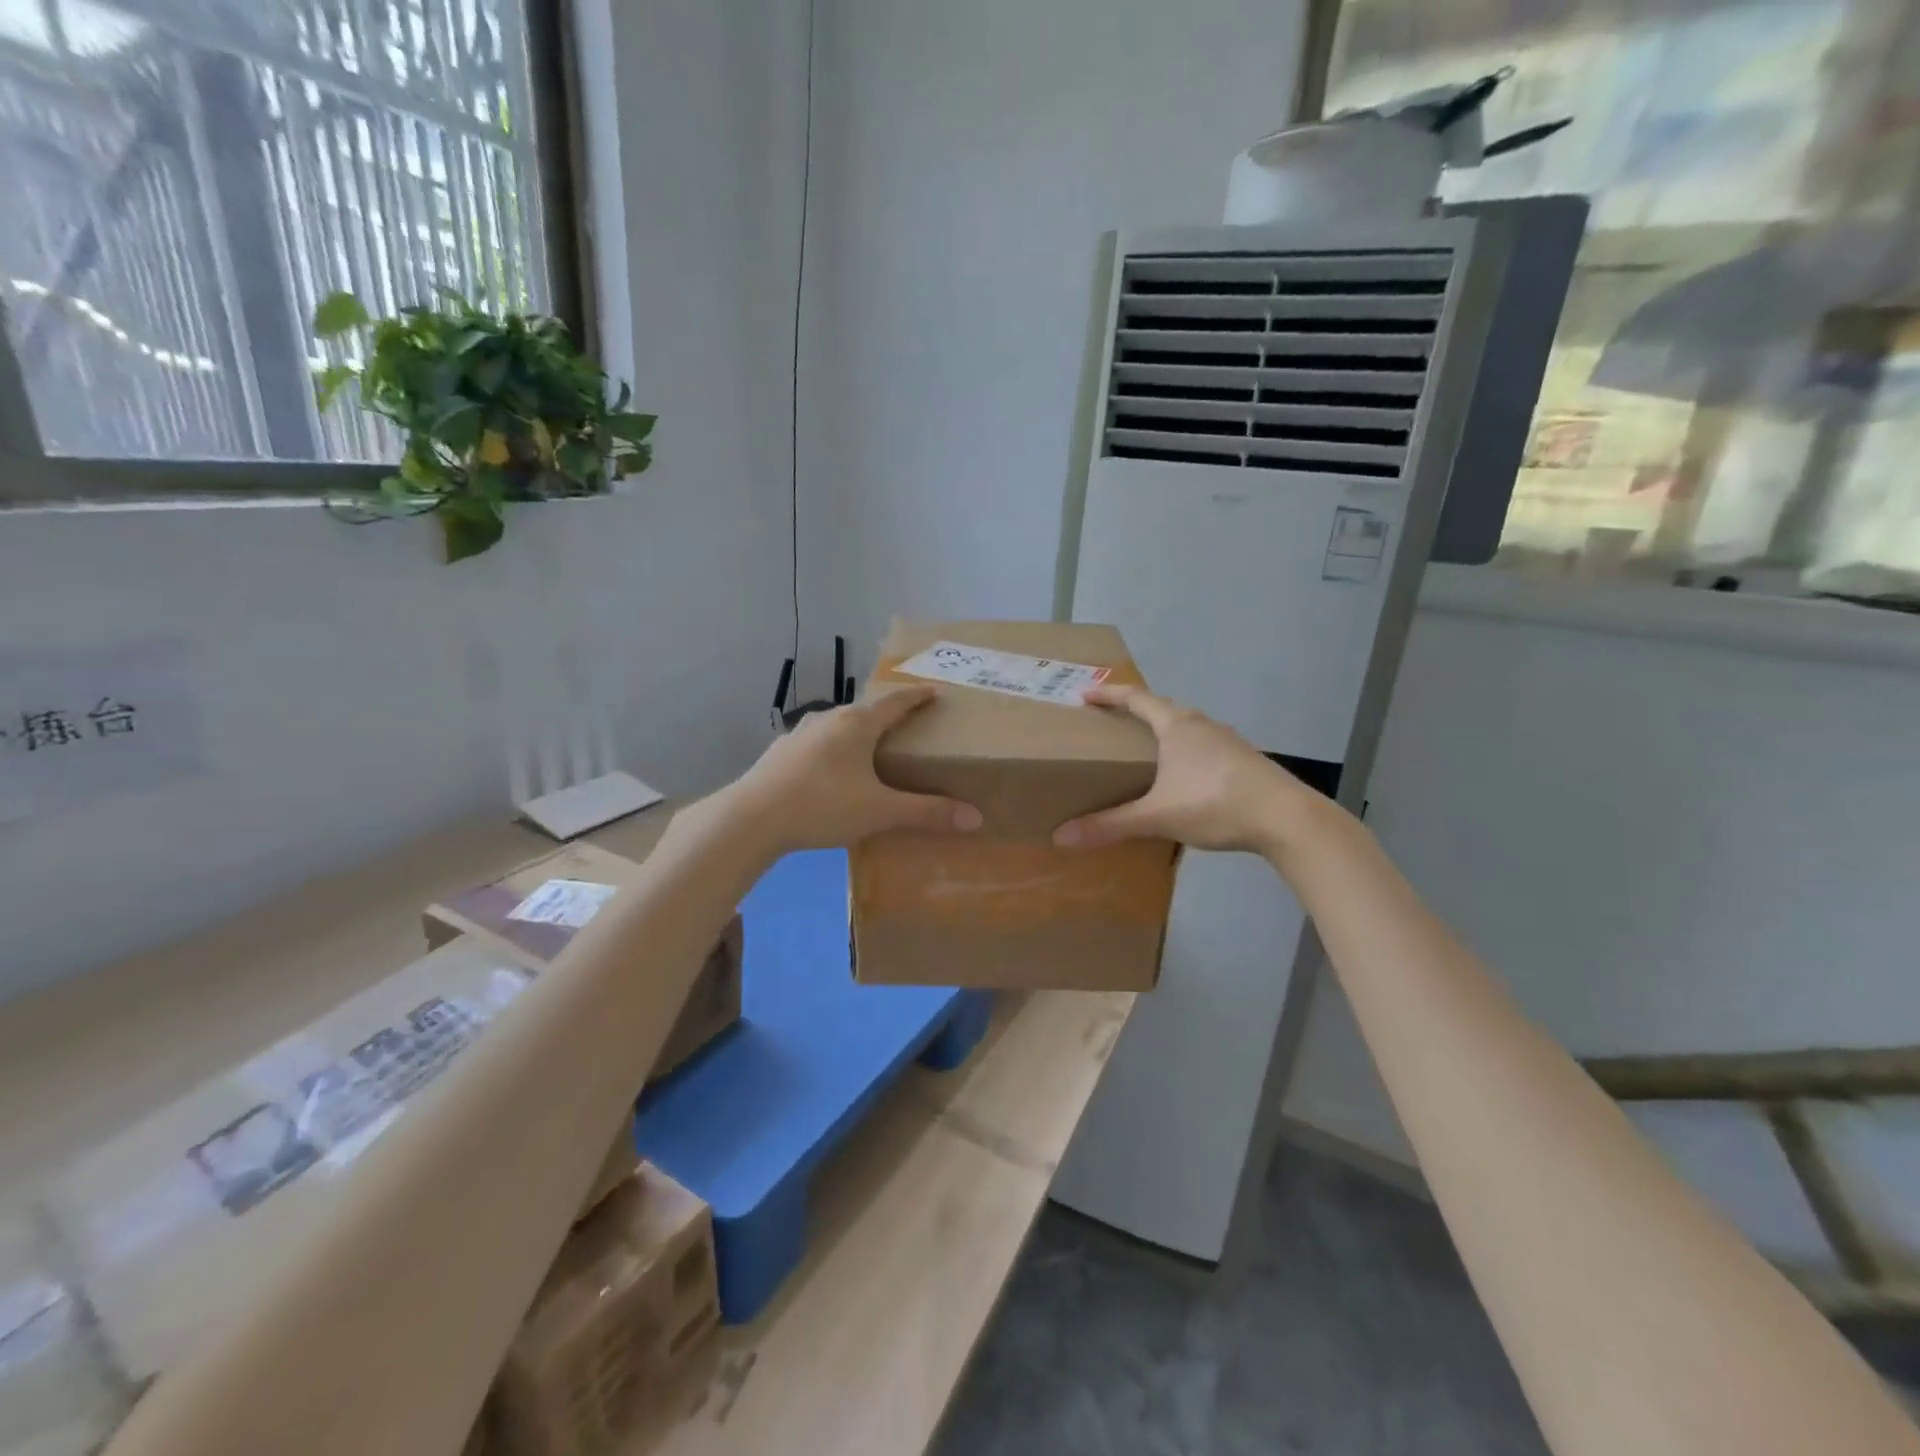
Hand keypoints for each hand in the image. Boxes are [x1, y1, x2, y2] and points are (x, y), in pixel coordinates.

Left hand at [722, 685, 982, 854]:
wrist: (751, 818)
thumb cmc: (823, 805)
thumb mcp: (880, 811)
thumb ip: (926, 812)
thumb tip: (975, 817)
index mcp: (857, 724)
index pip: (895, 702)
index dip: (917, 696)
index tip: (933, 691)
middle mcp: (829, 720)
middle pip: (865, 710)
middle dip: (887, 714)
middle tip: (905, 724)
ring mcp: (799, 734)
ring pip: (837, 725)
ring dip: (856, 731)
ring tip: (868, 747)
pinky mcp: (780, 752)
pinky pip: (816, 743)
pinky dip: (832, 749)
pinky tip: (829, 770)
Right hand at [1053, 685, 1326, 855]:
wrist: (1286, 818)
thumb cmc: (1216, 803)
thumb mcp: (1157, 816)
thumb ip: (1110, 825)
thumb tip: (1061, 836)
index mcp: (1177, 726)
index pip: (1136, 698)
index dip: (1109, 695)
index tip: (1086, 694)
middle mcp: (1202, 724)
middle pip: (1162, 708)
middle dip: (1135, 711)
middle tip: (1112, 722)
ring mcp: (1227, 741)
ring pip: (1186, 728)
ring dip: (1163, 732)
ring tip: (1145, 750)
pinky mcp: (1243, 761)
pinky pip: (1203, 747)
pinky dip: (1184, 753)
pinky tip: (1182, 778)